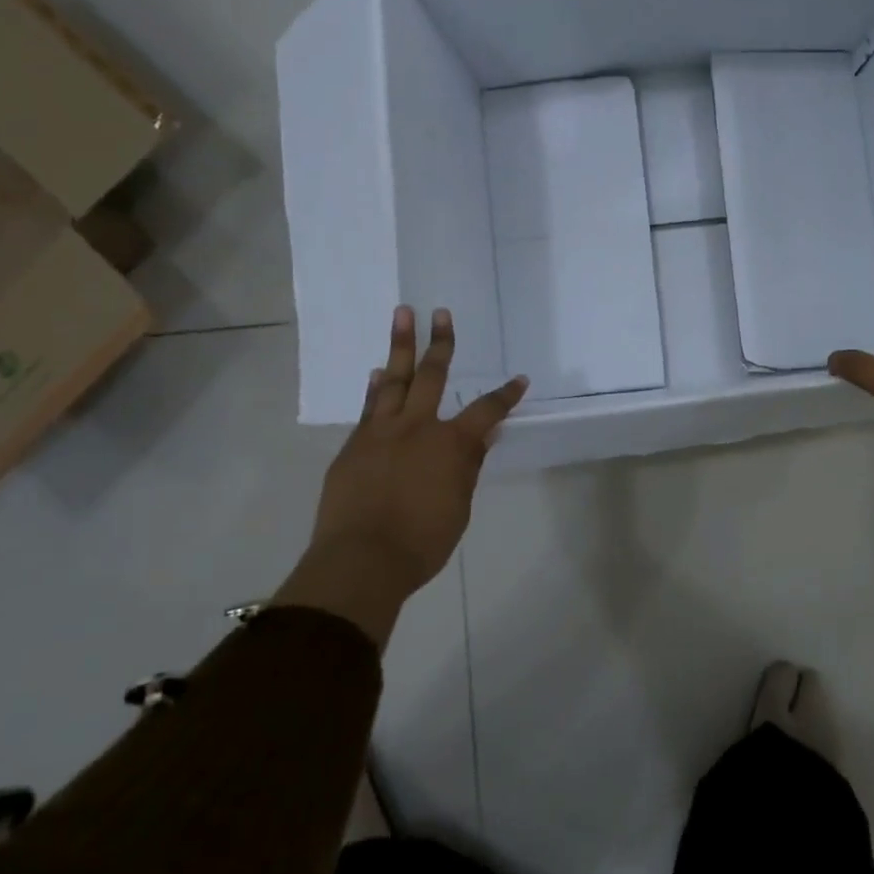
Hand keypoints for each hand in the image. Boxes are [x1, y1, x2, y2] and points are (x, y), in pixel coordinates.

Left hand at [275, 306, 527, 646]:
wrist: (361, 560)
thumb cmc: (422, 542)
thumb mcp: (458, 507)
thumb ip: (469, 467)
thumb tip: (484, 436)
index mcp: (450, 444)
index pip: (486, 411)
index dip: (505, 395)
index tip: (520, 380)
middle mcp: (416, 427)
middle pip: (431, 375)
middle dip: (440, 343)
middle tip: (440, 313)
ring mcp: (381, 433)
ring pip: (394, 380)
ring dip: (400, 346)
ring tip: (403, 315)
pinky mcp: (354, 446)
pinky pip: (369, 407)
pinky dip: (376, 387)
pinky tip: (379, 373)